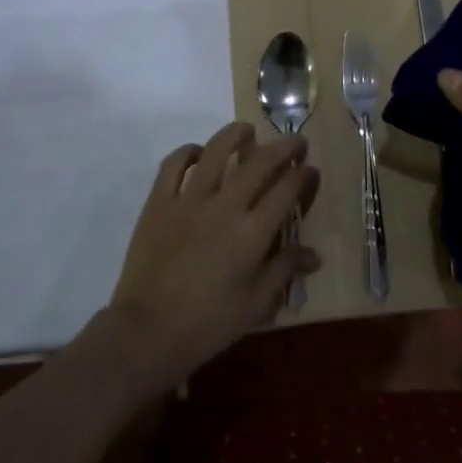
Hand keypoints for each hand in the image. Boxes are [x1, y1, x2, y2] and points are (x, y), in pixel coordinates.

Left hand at [110, 124, 319, 390]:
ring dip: (236, 135)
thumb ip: (284, 271)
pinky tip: (198, 152)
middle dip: (283, 147)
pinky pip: (173, 165)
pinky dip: (188, 152)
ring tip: (247, 130)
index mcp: (252, 233)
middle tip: (294, 142)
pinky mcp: (159, 202)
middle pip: (260, 162)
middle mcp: (225, 206)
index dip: (303, 175)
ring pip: (216, 151)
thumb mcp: (255, 305)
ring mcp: (189, 200)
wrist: (147, 332)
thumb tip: (314, 254)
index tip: (310, 169)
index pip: (286, 189)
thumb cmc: (207, 324)